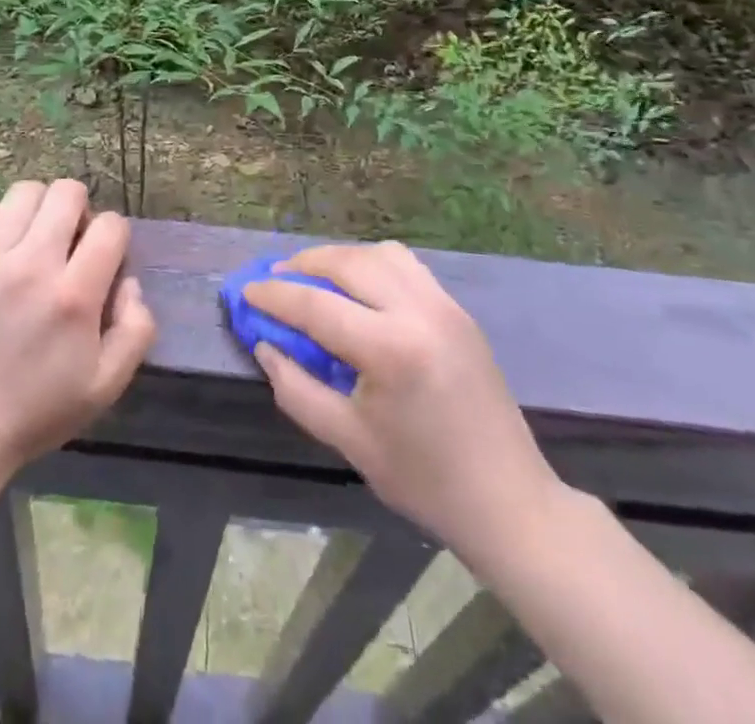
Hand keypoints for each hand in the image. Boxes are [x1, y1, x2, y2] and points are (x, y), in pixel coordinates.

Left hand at [0, 180, 156, 478]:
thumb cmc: (36, 412)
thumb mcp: (106, 386)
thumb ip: (136, 329)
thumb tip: (130, 282)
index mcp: (74, 296)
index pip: (111, 225)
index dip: (114, 237)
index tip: (102, 260)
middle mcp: (32, 265)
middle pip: (67, 193)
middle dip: (79, 210)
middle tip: (69, 243)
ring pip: (24, 192)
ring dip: (39, 209)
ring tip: (33, 240)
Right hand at [245, 241, 560, 548]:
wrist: (508, 500)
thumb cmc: (423, 479)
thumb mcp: (349, 441)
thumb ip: (297, 388)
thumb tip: (265, 345)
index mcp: (391, 349)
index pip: (317, 306)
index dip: (274, 297)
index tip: (245, 292)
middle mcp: (419, 311)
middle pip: (347, 263)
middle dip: (303, 265)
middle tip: (275, 279)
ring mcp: (444, 305)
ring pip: (379, 254)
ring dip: (339, 258)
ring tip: (314, 277)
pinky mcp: (458, 309)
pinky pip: (406, 265)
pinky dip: (372, 263)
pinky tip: (358, 287)